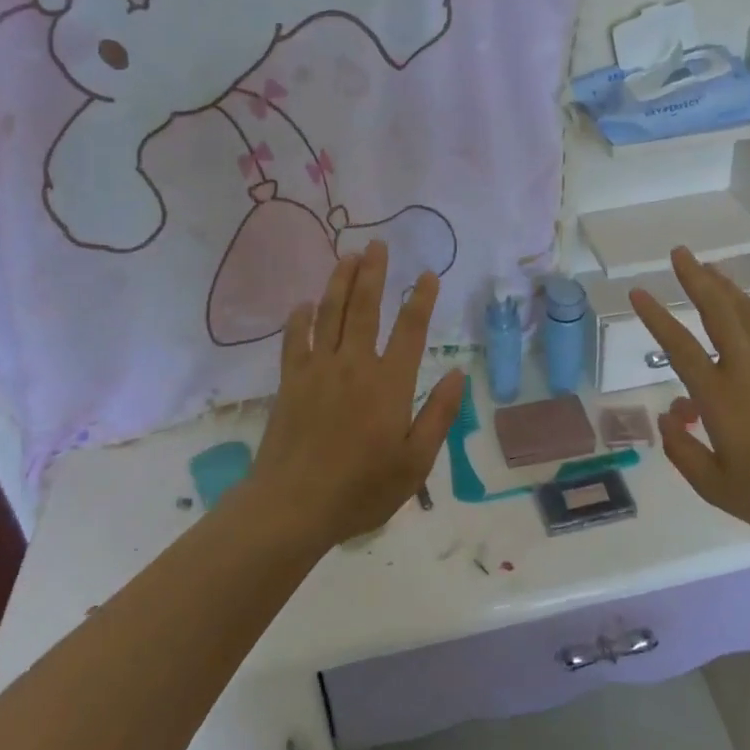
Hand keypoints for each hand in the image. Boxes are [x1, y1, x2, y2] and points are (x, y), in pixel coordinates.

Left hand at [251, 241, 464, 547]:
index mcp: (389, 383)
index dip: (421, 299)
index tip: (427, 274)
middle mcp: (354, 365)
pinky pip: (294, 340)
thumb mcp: (416, 462)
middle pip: (365, 307)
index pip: (410, 329)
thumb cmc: (362, 488)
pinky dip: (300, 318)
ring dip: (340, 281)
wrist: (293, 506)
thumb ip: (439, 414)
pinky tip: (304, 303)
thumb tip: (458, 372)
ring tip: (348, 255)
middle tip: (377, 243)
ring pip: (330, 313)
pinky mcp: (291, 382)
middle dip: (373, 272)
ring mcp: (318, 370)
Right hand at [629, 247, 749, 541]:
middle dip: (696, 278)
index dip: (656, 317)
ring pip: (748, 312)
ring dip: (726, 286)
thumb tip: (666, 418)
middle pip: (717, 311)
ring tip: (710, 268)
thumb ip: (683, 452)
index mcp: (719, 396)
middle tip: (680, 253)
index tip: (638, 292)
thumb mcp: (716, 488)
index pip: (679, 346)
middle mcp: (746, 368)